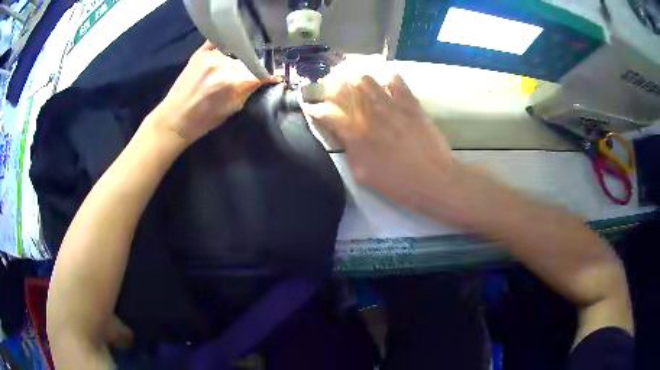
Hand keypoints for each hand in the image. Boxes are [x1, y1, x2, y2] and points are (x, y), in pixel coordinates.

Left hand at [149, 41, 278, 143]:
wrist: (175, 118)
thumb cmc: (204, 120)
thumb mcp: (232, 109)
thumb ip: (249, 91)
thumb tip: (265, 79)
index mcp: (233, 82)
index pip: (259, 73)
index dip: (267, 76)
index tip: (273, 77)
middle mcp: (224, 64)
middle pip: (247, 62)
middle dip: (250, 69)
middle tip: (247, 77)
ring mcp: (211, 56)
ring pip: (234, 53)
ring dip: (237, 61)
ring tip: (231, 70)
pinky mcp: (200, 53)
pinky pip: (218, 42)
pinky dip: (225, 46)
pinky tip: (226, 52)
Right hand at [303, 74, 467, 225]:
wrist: (433, 180)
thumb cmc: (396, 184)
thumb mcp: (362, 173)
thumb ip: (348, 149)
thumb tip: (341, 133)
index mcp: (354, 133)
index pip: (326, 113)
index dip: (315, 109)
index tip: (312, 108)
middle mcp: (369, 112)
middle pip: (343, 88)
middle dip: (332, 86)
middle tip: (331, 88)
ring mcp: (391, 104)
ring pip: (366, 79)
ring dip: (355, 79)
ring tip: (355, 83)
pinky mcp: (410, 102)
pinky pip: (395, 80)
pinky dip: (387, 80)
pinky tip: (386, 85)